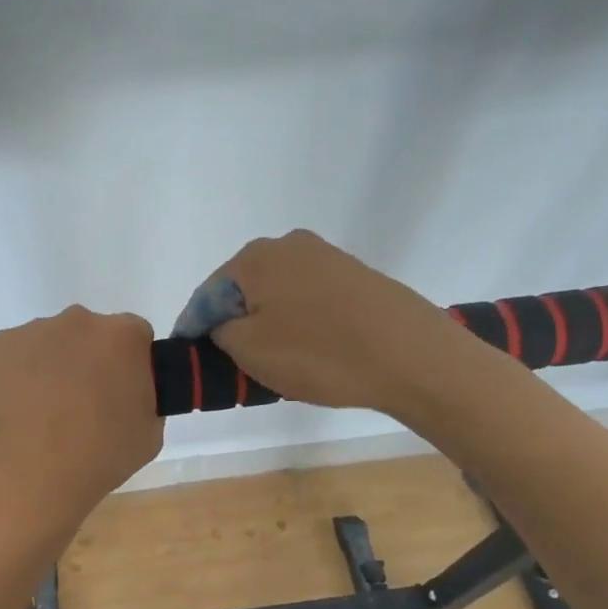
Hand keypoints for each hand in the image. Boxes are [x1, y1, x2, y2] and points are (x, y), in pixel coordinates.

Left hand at [0, 306, 163, 524]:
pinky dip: (15, 375)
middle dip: (88, 360)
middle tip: (81, 404)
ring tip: (40, 413)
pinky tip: (14, 410)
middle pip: (88, 334)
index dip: (130, 364)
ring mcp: (31, 331)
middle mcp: (77, 321)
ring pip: (47, 342)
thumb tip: (126, 392)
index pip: (135, 336)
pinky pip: (13, 356)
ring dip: (50, 366)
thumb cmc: (98, 458)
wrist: (28, 479)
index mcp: (122, 337)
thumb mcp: (149, 433)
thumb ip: (144, 397)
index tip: (121, 392)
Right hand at [201, 231, 460, 409]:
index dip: (195, 330)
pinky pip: (309, 299)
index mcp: (254, 258)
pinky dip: (300, 322)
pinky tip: (311, 350)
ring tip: (274, 361)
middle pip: (243, 290)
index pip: (207, 296)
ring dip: (268, 323)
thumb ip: (219, 332)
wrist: (413, 357)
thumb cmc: (319, 354)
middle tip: (233, 363)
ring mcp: (326, 257)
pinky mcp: (356, 275)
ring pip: (278, 294)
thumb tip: (222, 324)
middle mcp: (288, 245)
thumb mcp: (249, 350)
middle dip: (234, 324)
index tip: (193, 359)